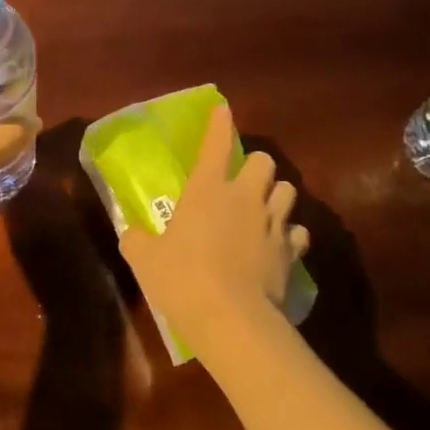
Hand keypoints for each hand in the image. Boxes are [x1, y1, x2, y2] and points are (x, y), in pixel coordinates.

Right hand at [119, 104, 308, 361]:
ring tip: (264, 211)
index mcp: (207, 189)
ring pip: (288, 191)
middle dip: (256, 167)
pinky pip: (298, 233)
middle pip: (264, 161)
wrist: (232, 319)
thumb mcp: (146, 260)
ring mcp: (273, 223)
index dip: (220, 123)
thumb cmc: (183, 280)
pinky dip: (290, 236)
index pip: (216, 144)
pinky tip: (279, 247)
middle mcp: (245, 197)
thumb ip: (137, 241)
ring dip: (276, 197)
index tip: (223, 110)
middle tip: (243, 184)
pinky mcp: (291, 252)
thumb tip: (131, 235)